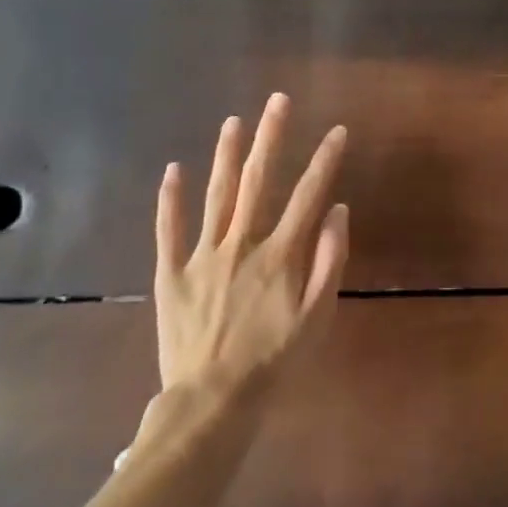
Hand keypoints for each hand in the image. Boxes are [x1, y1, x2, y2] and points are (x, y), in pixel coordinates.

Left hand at [151, 93, 349, 411]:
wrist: (212, 405)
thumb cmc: (273, 363)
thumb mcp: (317, 319)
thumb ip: (329, 262)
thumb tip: (338, 211)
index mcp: (280, 254)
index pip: (308, 195)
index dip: (325, 160)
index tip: (337, 130)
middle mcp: (242, 243)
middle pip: (258, 180)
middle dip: (271, 137)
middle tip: (277, 100)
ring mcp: (203, 256)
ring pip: (217, 195)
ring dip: (226, 155)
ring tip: (234, 121)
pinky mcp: (172, 275)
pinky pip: (169, 231)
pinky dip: (170, 200)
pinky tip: (173, 169)